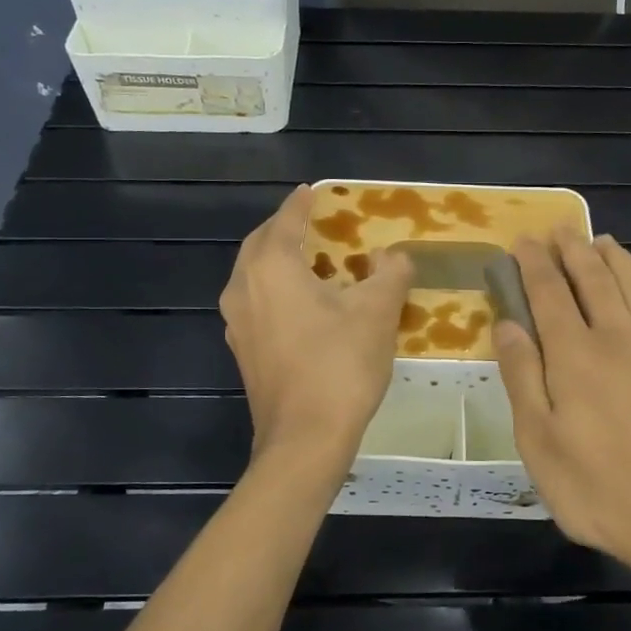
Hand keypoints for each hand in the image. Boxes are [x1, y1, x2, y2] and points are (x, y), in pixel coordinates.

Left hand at [219, 185, 414, 463]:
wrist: (304, 439)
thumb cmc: (339, 365)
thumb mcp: (377, 312)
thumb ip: (389, 274)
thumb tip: (394, 255)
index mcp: (271, 268)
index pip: (285, 221)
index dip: (301, 203)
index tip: (312, 191)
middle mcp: (244, 288)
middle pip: (260, 244)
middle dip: (284, 229)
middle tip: (312, 223)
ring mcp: (237, 322)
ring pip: (253, 275)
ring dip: (277, 260)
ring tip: (309, 260)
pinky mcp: (243, 351)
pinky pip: (256, 303)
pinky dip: (275, 290)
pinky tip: (302, 304)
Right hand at [495, 229, 630, 585]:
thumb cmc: (597, 488)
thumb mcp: (539, 441)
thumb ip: (522, 376)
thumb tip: (507, 323)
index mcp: (576, 355)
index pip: (550, 292)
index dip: (534, 264)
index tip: (522, 240)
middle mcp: (618, 339)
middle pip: (594, 279)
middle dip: (572, 250)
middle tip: (559, 229)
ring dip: (613, 260)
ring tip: (601, 240)